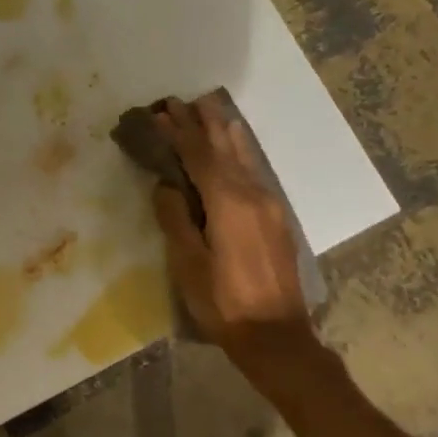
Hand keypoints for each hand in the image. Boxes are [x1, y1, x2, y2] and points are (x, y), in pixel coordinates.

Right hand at [151, 94, 313, 358]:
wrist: (276, 335)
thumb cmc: (224, 304)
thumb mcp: (188, 265)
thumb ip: (176, 220)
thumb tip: (166, 186)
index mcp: (228, 204)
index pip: (199, 156)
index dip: (178, 133)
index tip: (160, 112)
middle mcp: (253, 194)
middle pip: (224, 149)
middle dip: (202, 123)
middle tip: (181, 101)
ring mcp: (270, 205)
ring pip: (244, 157)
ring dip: (224, 132)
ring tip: (210, 109)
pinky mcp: (277, 219)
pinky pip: (255, 172)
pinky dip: (240, 153)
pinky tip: (237, 149)